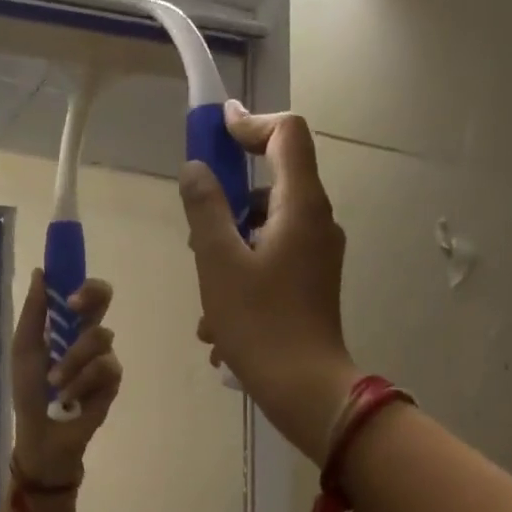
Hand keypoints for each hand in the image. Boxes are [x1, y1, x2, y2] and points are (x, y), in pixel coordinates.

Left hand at [9, 270, 122, 484]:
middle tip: (74, 309)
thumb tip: (40, 273)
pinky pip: (104, 367)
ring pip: (99, 338)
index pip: (81, 291)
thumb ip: (34, 313)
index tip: (67, 285)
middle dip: (91, 297)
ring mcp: (102, 357)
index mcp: (64, 325)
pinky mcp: (112, 381)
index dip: (80, 279)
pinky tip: (69, 398)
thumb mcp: (24, 350)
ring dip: (72, 361)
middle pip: (104, 299)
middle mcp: (87, 335)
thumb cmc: (29, 392)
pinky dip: (82, 382)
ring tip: (54, 384)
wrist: (42, 433)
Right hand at [179, 104, 356, 464]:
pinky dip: (242, 282)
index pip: (287, 134)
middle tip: (194, 239)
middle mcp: (317, 224)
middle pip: (272, 187)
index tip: (215, 130)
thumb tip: (195, 169)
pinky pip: (271, 265)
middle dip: (227, 207)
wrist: (303, 388)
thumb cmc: (259, 323)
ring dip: (228, 255)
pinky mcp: (311, 287)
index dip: (250, 123)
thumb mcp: (218, 264)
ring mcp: (317, 258)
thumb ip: (205, 210)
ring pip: (265, 234)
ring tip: (204, 302)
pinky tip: (219, 328)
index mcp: (301, 207)